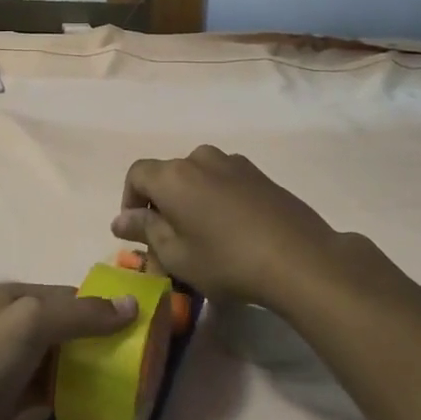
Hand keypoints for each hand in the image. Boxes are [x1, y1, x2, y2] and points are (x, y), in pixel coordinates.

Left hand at [0, 283, 135, 419]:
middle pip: (66, 327)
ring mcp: (11, 363)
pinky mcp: (9, 398)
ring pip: (59, 359)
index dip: (102, 307)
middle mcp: (14, 325)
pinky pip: (49, 389)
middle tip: (136, 358)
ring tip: (124, 382)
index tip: (137, 324)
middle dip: (98, 338)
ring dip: (87, 367)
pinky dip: (70, 393)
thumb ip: (82, 314)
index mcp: (17, 297)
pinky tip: (93, 404)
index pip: (70, 296)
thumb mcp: (35, 321)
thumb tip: (132, 305)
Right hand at [111, 146, 342, 310]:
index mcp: (173, 175)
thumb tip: (121, 219)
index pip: (136, 175)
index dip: (130, 201)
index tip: (138, 233)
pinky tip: (231, 232)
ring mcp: (233, 163)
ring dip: (190, 202)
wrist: (299, 258)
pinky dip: (216, 200)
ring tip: (202, 238)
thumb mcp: (177, 255)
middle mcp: (200, 158)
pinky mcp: (259, 174)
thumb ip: (146, 231)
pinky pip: (224, 181)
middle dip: (162, 206)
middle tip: (169, 245)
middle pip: (168, 176)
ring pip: (197, 178)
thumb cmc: (226, 260)